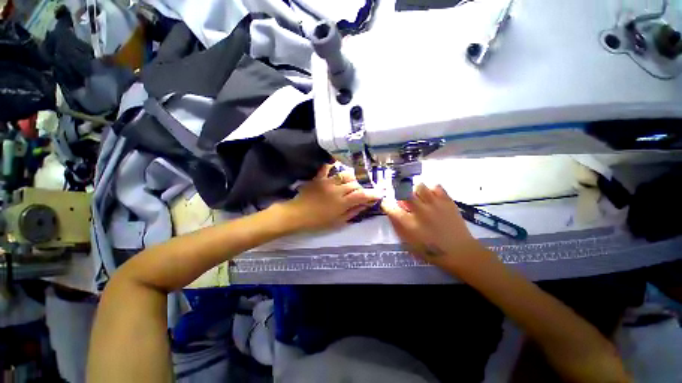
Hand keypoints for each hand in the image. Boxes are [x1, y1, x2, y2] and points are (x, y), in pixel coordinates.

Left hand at [281, 164, 380, 231]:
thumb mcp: (338, 222)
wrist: (297, 214)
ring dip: (352, 178)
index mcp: (342, 203)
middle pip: (355, 184)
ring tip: (352, 183)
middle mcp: (337, 190)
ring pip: (345, 175)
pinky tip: (336, 162)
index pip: (362, 195)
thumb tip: (365, 205)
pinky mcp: (319, 178)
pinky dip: (332, 164)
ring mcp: (327, 182)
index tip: (378, 194)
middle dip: (362, 188)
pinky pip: (326, 168)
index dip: (372, 194)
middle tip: (362, 192)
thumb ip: (353, 212)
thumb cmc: (318, 221)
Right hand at [382, 183, 484, 267]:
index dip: (385, 203)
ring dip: (415, 190)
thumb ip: (397, 225)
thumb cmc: (430, 249)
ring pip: (419, 186)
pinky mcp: (447, 201)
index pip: (390, 207)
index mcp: (408, 223)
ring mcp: (434, 204)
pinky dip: (430, 189)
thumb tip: (391, 211)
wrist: (459, 251)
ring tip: (418, 197)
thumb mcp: (408, 242)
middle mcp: (419, 211)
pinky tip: (430, 196)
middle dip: (399, 193)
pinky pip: (436, 186)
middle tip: (403, 199)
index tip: (386, 203)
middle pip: (403, 192)